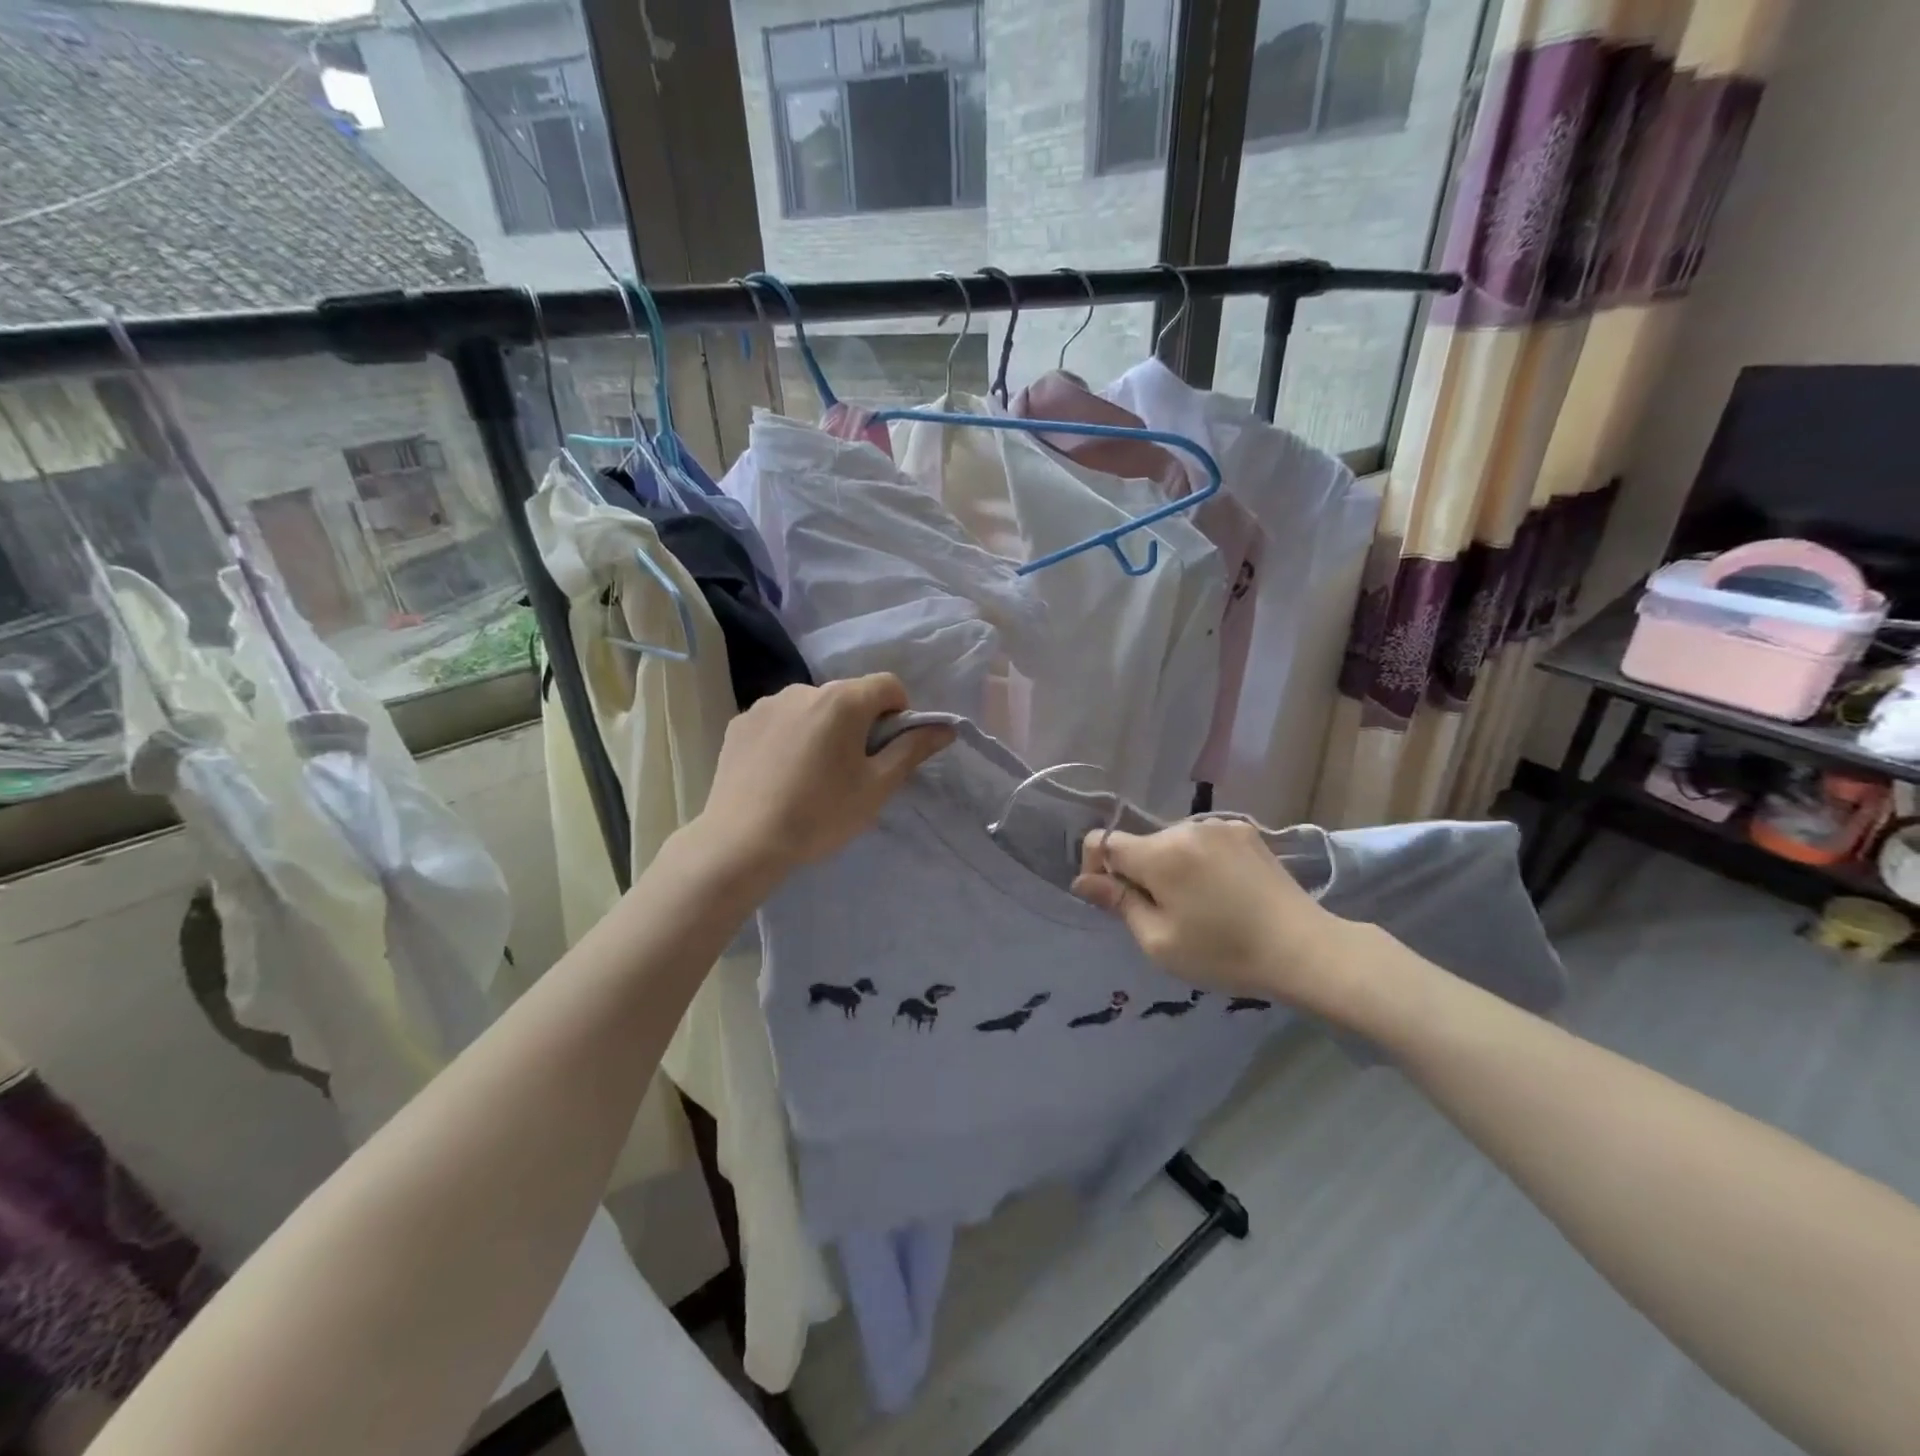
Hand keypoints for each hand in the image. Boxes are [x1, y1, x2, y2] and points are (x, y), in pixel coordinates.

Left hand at [698, 675, 953, 878]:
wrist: (742, 842)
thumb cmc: (821, 814)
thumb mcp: (877, 787)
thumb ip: (912, 750)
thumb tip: (945, 728)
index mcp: (842, 700)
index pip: (888, 685)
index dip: (899, 713)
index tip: (888, 750)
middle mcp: (803, 689)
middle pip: (848, 696)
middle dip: (859, 723)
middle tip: (852, 770)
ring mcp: (766, 704)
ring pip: (811, 708)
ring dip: (822, 729)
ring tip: (811, 775)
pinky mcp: (740, 723)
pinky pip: (779, 721)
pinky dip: (788, 738)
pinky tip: (780, 774)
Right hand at [1071, 819, 1347, 1003]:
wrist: (1304, 949)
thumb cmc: (1224, 953)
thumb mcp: (1159, 941)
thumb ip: (1118, 903)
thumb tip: (1083, 880)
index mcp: (1160, 853)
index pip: (1103, 841)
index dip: (1094, 867)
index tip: (1109, 899)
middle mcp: (1186, 827)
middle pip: (1141, 844)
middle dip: (1138, 873)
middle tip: (1161, 915)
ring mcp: (1220, 826)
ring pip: (1172, 843)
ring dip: (1170, 868)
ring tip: (1198, 906)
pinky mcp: (1246, 831)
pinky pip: (1204, 842)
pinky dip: (1200, 862)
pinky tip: (1223, 891)